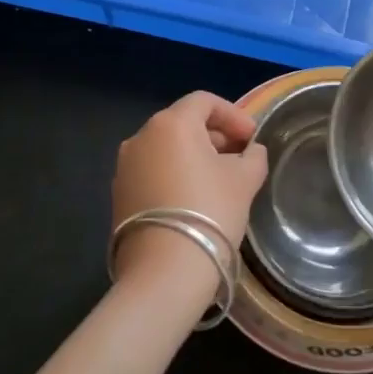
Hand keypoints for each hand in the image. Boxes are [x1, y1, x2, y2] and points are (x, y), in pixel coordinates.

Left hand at [112, 91, 267, 306]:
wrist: (164, 272)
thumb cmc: (210, 212)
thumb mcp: (245, 180)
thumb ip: (253, 156)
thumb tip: (250, 151)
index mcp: (171, 123)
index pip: (204, 102)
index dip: (233, 115)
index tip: (252, 138)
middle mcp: (141, 137)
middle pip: (183, 123)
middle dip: (215, 136)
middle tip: (241, 158)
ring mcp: (125, 166)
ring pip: (167, 148)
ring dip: (194, 156)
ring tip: (220, 180)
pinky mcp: (119, 194)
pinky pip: (153, 171)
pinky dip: (175, 174)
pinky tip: (194, 199)